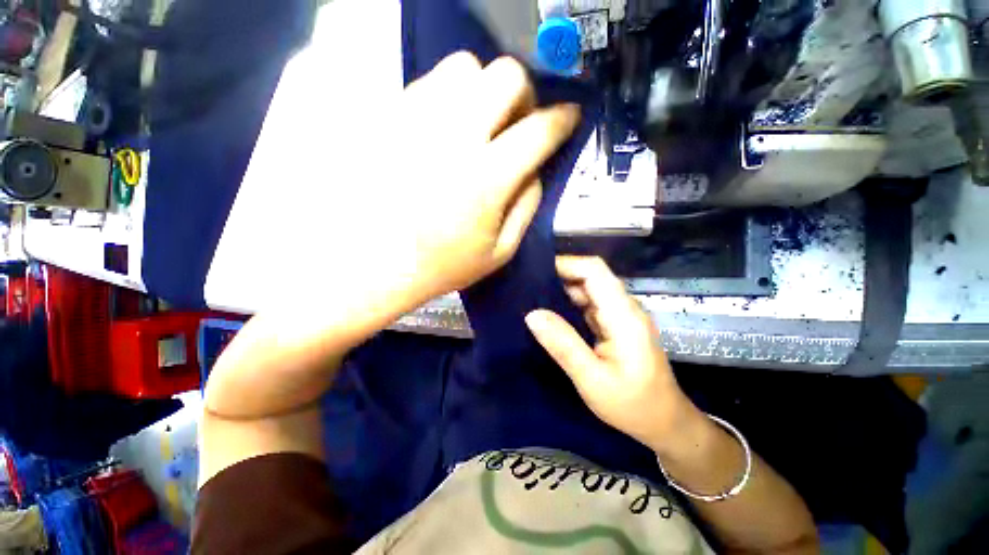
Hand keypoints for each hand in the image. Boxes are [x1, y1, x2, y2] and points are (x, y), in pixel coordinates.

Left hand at [379, 52, 579, 301]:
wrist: (373, 263)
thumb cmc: (441, 265)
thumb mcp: (500, 251)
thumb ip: (527, 206)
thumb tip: (537, 168)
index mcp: (487, 178)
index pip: (540, 129)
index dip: (564, 118)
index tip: (570, 116)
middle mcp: (453, 137)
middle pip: (506, 76)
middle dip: (523, 96)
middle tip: (517, 122)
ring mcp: (415, 120)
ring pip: (464, 67)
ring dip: (483, 91)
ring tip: (478, 123)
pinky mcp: (388, 117)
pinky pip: (428, 82)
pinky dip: (449, 97)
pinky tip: (445, 128)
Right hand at [525, 256, 697, 451]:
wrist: (664, 422)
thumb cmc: (632, 405)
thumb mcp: (592, 379)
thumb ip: (563, 345)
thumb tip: (531, 314)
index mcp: (623, 315)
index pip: (594, 271)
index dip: (565, 263)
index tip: (535, 271)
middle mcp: (624, 307)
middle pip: (591, 276)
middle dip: (559, 275)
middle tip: (526, 285)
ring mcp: (620, 315)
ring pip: (588, 288)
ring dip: (561, 289)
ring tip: (532, 296)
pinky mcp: (615, 324)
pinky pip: (589, 304)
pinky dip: (568, 303)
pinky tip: (550, 311)